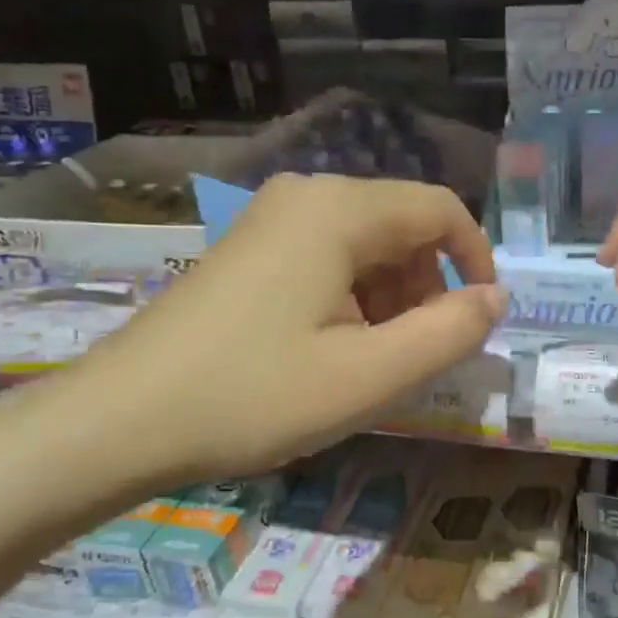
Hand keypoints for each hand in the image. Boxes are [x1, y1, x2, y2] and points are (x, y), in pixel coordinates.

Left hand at [66, 174, 504, 492]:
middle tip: (416, 356)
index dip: (476, 261)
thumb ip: (449, 333)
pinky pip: (327, 259)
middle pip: (402, 227)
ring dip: (390, 300)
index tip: (479, 321)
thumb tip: (497, 298)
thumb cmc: (254, 396)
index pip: (441, 209)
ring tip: (371, 363)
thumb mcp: (370, 376)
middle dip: (428, 288)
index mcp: (338, 210)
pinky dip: (352, 300)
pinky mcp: (249, 249)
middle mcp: (306, 196)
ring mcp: (270, 220)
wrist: (120, 421)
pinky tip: (330, 352)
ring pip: (366, 246)